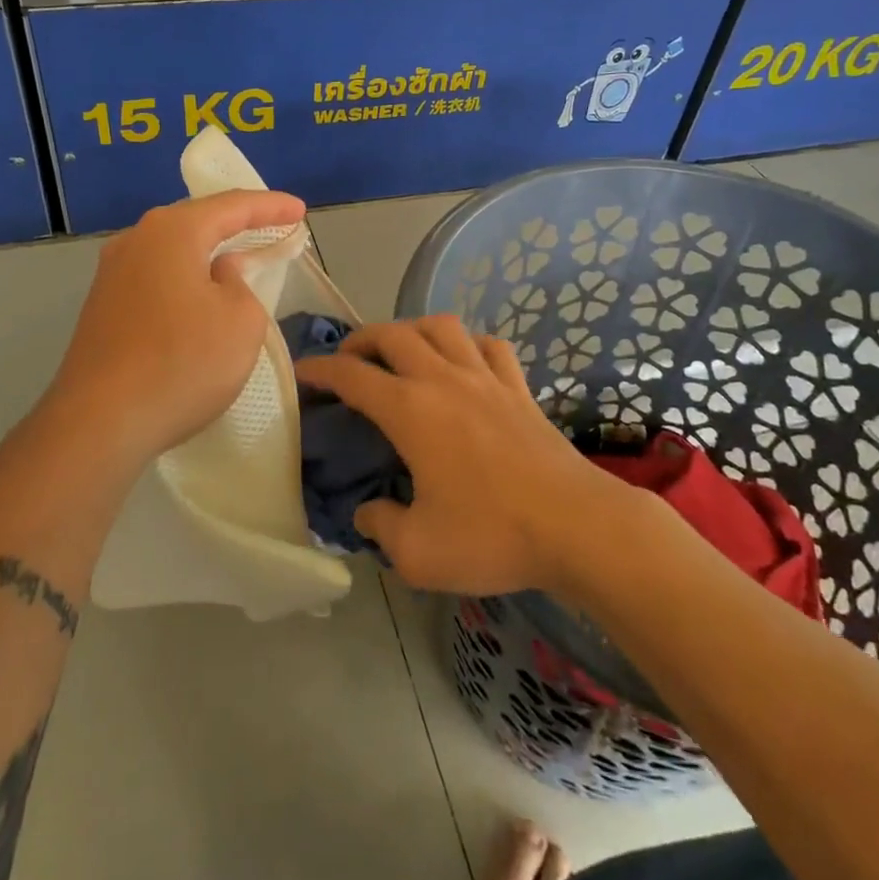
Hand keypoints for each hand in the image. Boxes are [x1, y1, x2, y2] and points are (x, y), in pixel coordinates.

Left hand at [42, 190, 306, 469]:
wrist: (99, 422)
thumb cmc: (182, 363)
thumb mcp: (240, 321)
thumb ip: (241, 284)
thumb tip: (219, 272)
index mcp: (172, 232)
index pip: (231, 206)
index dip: (270, 207)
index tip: (299, 210)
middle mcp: (136, 240)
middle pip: (196, 220)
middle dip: (236, 222)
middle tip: (271, 226)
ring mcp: (112, 274)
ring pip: (172, 249)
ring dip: (207, 251)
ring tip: (238, 256)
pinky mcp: (102, 306)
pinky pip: (156, 276)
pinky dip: (185, 276)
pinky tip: (198, 294)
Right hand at [292, 317, 628, 595]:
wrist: (576, 526)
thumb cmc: (492, 535)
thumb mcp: (418, 552)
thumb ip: (380, 528)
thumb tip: (367, 512)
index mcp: (410, 410)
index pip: (351, 375)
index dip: (320, 369)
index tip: (302, 372)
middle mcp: (443, 379)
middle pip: (392, 334)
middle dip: (360, 340)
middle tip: (347, 361)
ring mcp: (486, 377)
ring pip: (441, 326)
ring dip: (412, 329)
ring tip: (402, 351)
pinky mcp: (519, 387)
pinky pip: (489, 346)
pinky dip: (467, 344)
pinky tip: (464, 362)